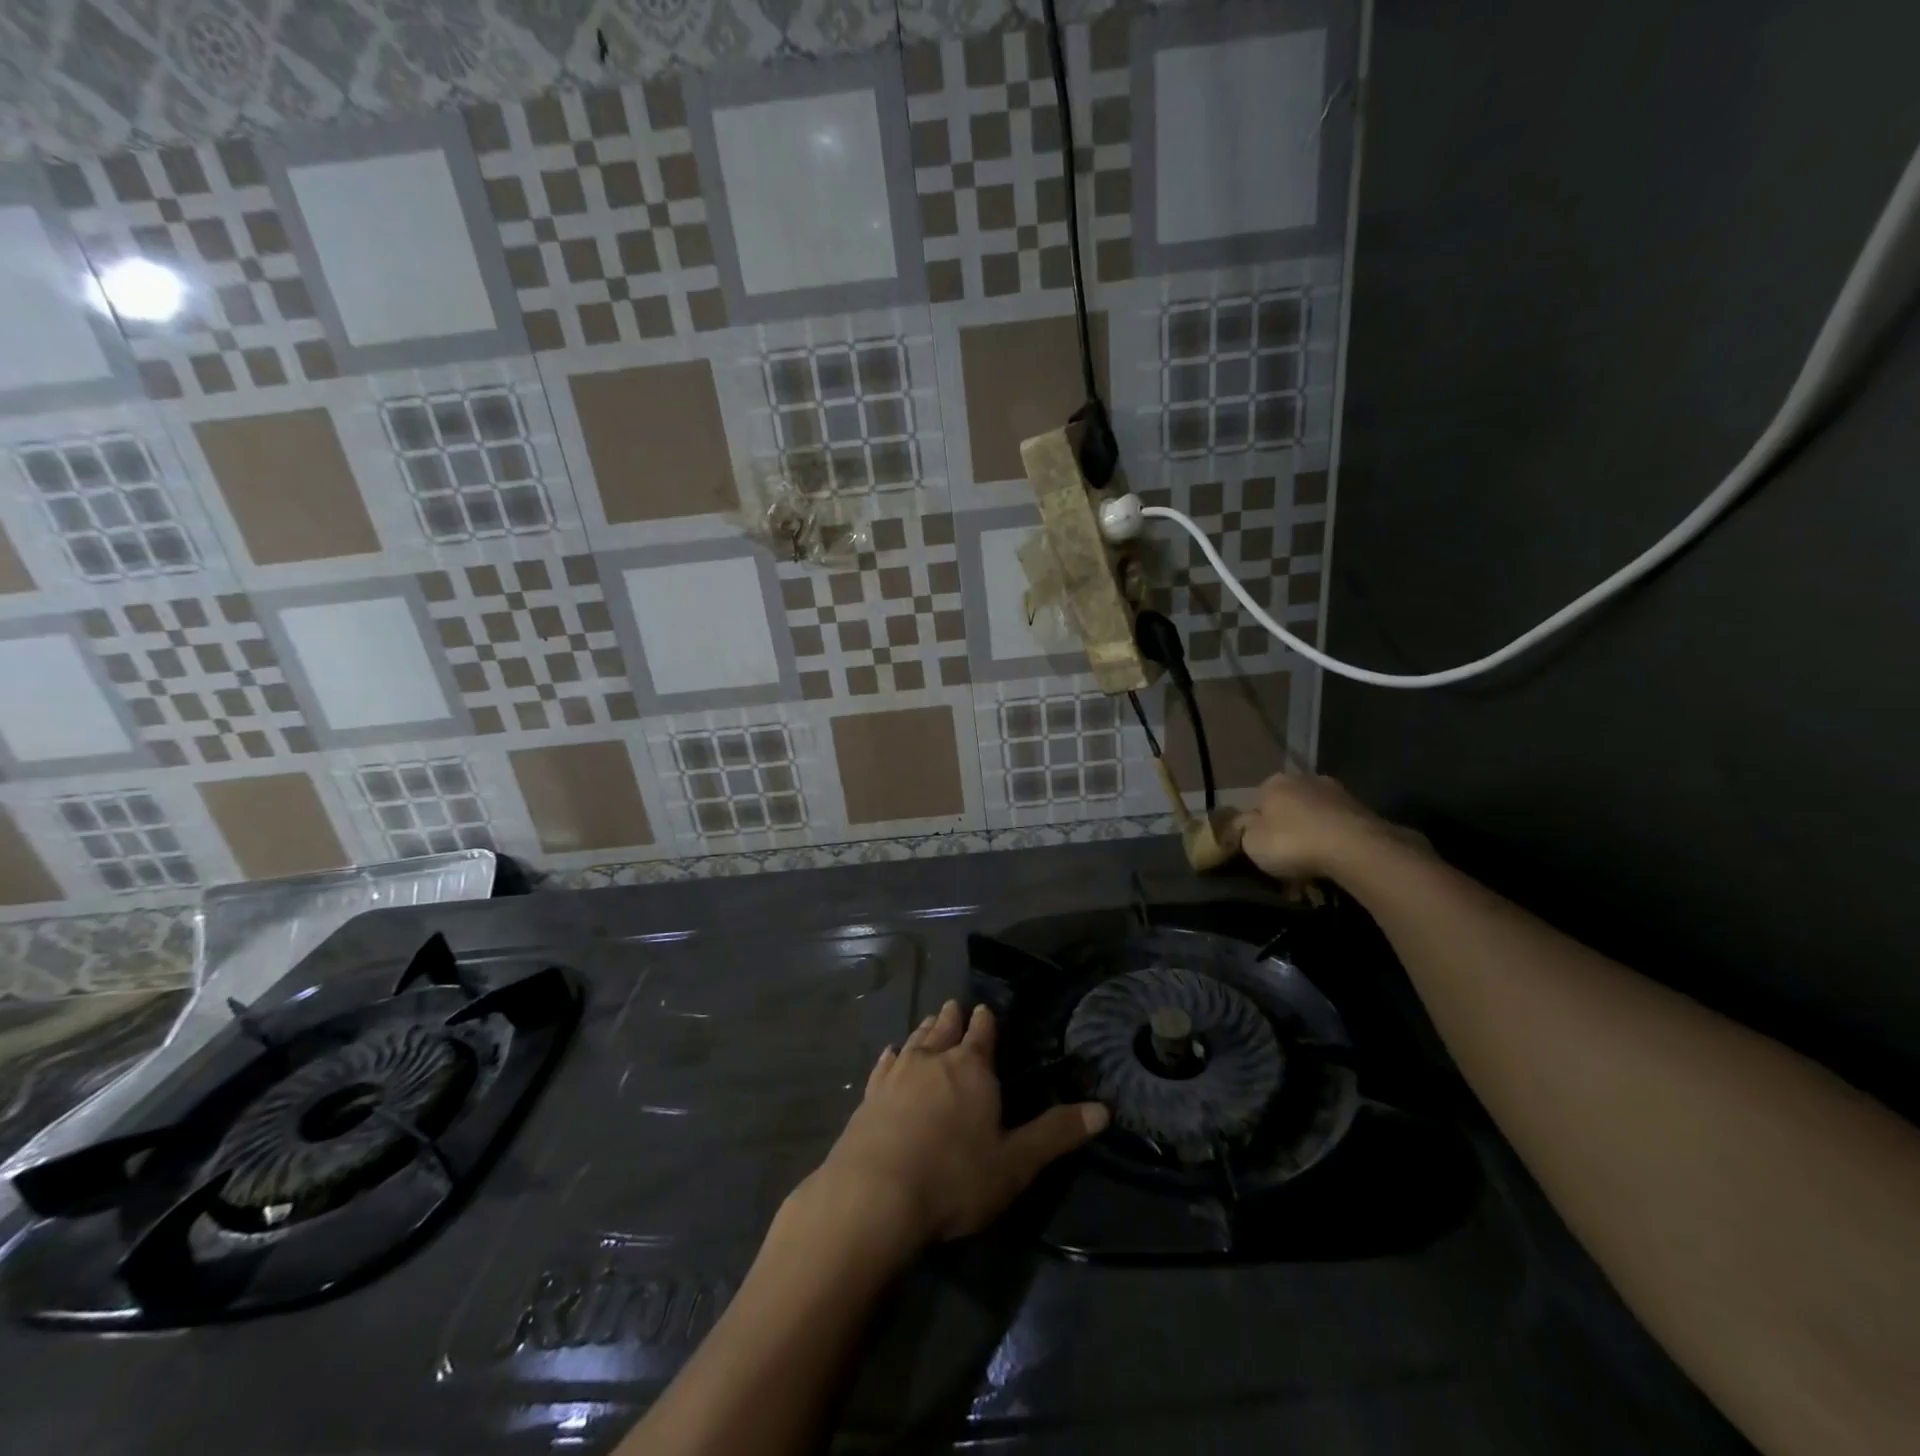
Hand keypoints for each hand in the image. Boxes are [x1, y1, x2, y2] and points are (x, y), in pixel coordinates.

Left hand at [797, 1000, 1107, 1259]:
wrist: (875, 1195)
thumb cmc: (954, 1178)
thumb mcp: (1015, 1163)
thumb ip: (1056, 1134)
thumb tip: (1103, 1109)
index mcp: (971, 1068)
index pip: (982, 1034)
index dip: (985, 1021)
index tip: (984, 1008)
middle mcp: (933, 1060)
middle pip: (945, 1029)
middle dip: (952, 1018)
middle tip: (954, 1006)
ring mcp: (896, 1075)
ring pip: (914, 1041)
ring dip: (924, 1030)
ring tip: (929, 1021)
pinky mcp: (869, 1095)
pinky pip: (883, 1065)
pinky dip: (890, 1056)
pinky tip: (889, 1053)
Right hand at [1235, 772, 1423, 880]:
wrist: (1355, 848)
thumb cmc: (1293, 842)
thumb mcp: (1251, 843)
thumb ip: (1244, 831)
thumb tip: (1246, 824)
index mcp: (1273, 783)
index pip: (1255, 804)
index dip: (1254, 827)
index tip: (1258, 849)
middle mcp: (1303, 778)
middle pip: (1287, 807)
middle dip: (1285, 829)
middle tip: (1285, 858)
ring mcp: (1336, 791)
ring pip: (1313, 816)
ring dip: (1310, 834)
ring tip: (1311, 864)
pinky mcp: (1362, 808)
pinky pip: (1336, 826)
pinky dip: (1332, 840)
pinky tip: (1332, 860)